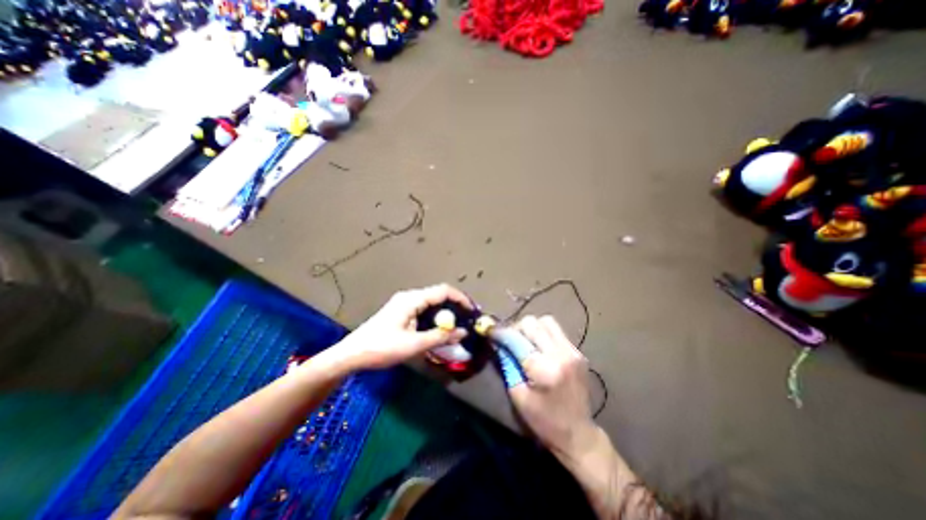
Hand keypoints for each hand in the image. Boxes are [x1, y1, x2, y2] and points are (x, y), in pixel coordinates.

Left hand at [330, 287, 470, 370]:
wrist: (351, 354)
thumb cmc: (381, 348)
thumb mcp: (414, 345)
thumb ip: (440, 337)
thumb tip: (463, 332)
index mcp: (412, 299)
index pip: (443, 291)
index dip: (461, 298)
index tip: (473, 311)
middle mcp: (409, 297)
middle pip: (438, 295)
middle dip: (455, 306)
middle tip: (468, 320)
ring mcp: (404, 304)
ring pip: (432, 303)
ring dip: (445, 313)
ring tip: (458, 326)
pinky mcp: (401, 312)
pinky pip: (424, 310)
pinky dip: (435, 317)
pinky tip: (439, 329)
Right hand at [506, 316, 600, 460]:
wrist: (578, 434)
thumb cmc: (544, 421)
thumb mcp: (518, 396)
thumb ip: (507, 365)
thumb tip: (498, 343)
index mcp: (544, 369)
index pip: (517, 338)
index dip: (501, 332)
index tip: (490, 331)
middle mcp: (561, 354)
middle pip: (532, 323)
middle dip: (516, 327)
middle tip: (509, 339)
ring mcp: (572, 351)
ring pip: (546, 321)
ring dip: (532, 327)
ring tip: (525, 341)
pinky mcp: (578, 352)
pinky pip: (556, 331)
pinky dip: (544, 333)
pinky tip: (540, 347)